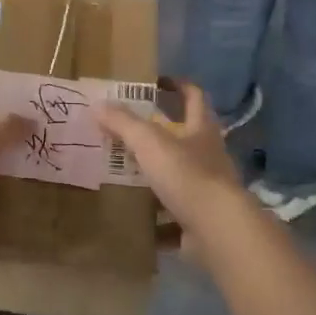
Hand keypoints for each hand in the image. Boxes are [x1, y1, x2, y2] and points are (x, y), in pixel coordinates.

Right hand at [93, 82, 245, 237]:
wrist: (218, 231)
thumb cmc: (186, 175)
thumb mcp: (149, 142)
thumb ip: (123, 123)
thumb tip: (97, 104)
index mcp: (202, 130)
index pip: (194, 97)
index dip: (178, 86)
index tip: (157, 82)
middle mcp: (209, 157)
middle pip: (185, 138)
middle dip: (160, 135)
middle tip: (128, 132)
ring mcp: (207, 191)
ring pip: (178, 178)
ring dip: (156, 177)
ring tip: (125, 175)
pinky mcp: (200, 221)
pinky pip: (174, 217)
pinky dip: (157, 220)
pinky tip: (136, 220)